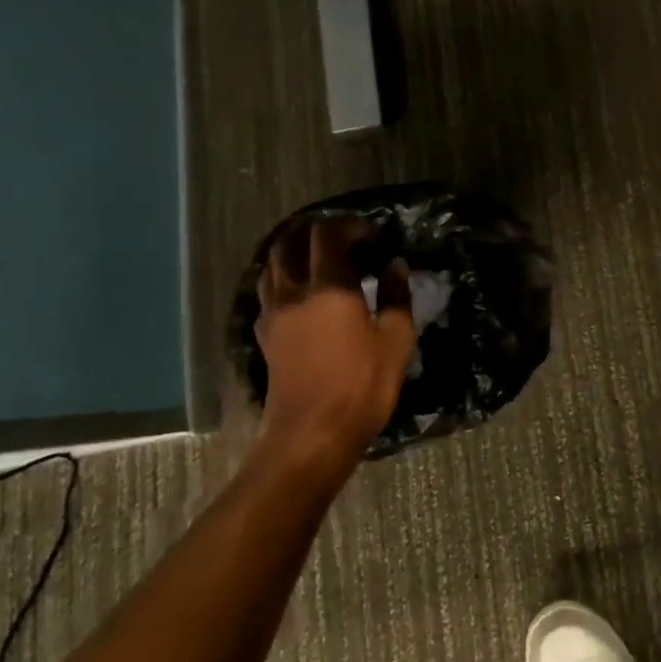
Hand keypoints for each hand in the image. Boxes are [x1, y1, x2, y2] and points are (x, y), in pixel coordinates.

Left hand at [254, 218, 414, 465]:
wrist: (312, 435)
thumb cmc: (362, 385)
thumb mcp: (396, 340)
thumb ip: (395, 296)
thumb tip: (394, 266)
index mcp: (329, 287)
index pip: (328, 234)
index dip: (349, 226)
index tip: (372, 237)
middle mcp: (294, 292)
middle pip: (291, 243)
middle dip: (317, 233)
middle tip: (344, 242)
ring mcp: (274, 314)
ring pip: (273, 266)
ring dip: (294, 254)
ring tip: (319, 262)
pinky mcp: (265, 336)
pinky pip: (268, 293)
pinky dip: (283, 280)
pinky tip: (303, 294)